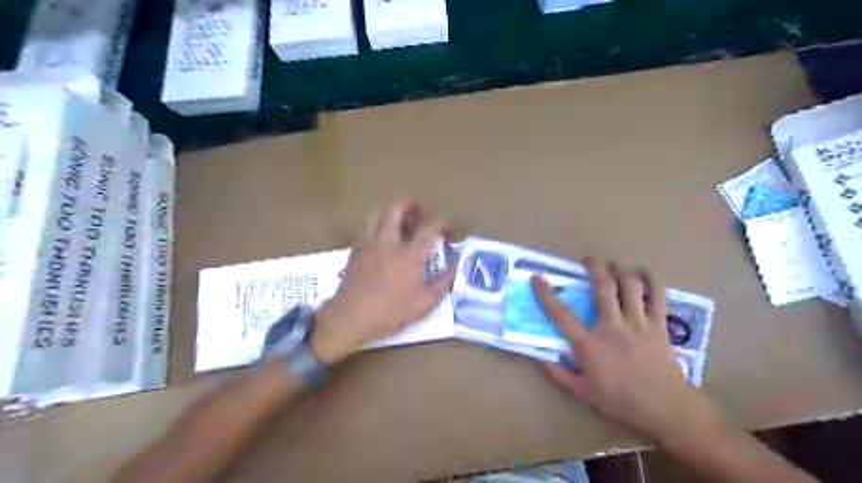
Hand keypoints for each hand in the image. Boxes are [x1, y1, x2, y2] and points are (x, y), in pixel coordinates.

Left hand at [313, 198, 457, 360]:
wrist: (350, 317)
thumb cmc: (389, 312)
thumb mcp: (422, 304)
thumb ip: (441, 285)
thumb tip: (453, 271)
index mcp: (410, 255)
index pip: (430, 227)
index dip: (443, 221)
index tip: (448, 229)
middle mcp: (390, 241)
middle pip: (398, 206)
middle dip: (412, 204)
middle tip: (420, 215)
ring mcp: (370, 242)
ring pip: (378, 212)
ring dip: (391, 213)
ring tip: (399, 225)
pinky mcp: (356, 248)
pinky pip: (366, 227)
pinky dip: (377, 225)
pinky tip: (382, 240)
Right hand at [534, 258, 722, 447]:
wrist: (666, 408)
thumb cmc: (621, 400)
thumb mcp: (583, 392)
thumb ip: (560, 374)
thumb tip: (541, 358)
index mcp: (590, 345)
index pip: (562, 315)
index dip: (547, 295)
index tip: (537, 278)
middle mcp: (612, 327)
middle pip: (603, 288)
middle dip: (594, 267)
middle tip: (589, 260)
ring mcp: (638, 324)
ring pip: (630, 286)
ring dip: (620, 270)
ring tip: (615, 266)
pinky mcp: (659, 326)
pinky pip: (658, 297)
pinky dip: (652, 281)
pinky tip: (645, 273)